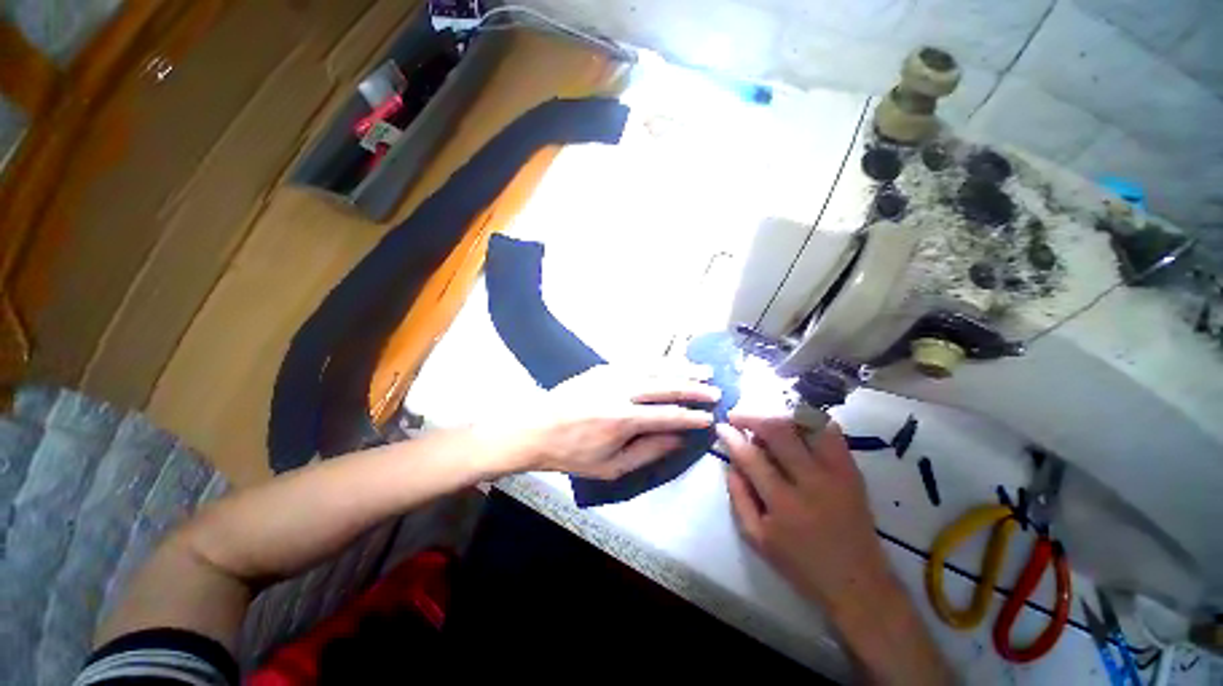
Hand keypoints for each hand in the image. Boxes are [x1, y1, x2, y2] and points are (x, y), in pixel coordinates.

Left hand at [486, 365, 718, 479]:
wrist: (536, 428)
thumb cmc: (572, 454)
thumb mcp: (611, 466)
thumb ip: (648, 452)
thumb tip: (678, 440)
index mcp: (622, 420)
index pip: (667, 415)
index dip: (691, 417)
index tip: (709, 418)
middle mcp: (620, 391)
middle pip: (665, 386)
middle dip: (693, 388)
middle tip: (716, 390)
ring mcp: (611, 374)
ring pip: (654, 367)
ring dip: (681, 368)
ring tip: (703, 370)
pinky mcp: (603, 366)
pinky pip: (638, 361)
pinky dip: (659, 361)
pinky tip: (672, 362)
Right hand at [717, 413, 893, 609]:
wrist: (858, 583)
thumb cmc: (801, 564)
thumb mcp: (757, 538)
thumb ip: (738, 496)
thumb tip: (731, 462)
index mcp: (784, 503)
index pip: (751, 457)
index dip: (732, 437)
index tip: (721, 426)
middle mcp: (811, 481)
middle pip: (779, 431)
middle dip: (752, 416)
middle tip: (738, 416)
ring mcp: (836, 473)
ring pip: (806, 424)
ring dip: (779, 415)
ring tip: (765, 421)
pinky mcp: (852, 470)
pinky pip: (830, 431)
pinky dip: (808, 421)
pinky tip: (794, 425)